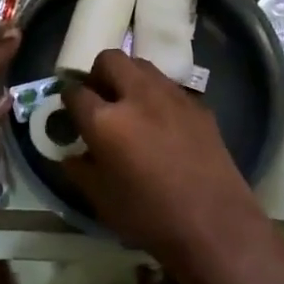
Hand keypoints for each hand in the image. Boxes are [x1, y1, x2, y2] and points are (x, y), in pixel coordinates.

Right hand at [63, 50, 263, 267]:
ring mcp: (171, 96)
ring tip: (131, 107)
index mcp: (105, 120)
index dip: (68, 99)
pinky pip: (169, 86)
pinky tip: (163, 124)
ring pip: (142, 66)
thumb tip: (70, 155)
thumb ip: (80, 171)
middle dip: (99, 74)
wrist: (215, 224)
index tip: (71, 111)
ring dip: (129, 78)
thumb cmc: (150, 217)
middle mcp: (137, 96)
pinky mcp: (198, 104)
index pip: (75, 92)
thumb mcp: (101, 201)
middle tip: (101, 99)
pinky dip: (157, 96)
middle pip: (110, 59)